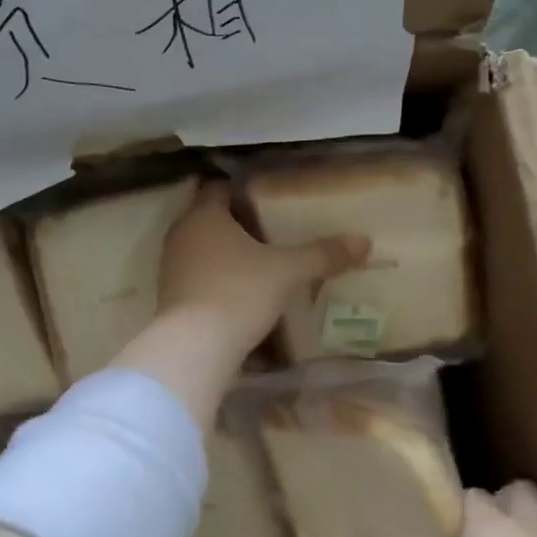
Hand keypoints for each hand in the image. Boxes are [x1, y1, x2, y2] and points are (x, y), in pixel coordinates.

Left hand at [159, 179, 368, 360]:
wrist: (195, 348)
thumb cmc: (238, 292)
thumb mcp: (287, 271)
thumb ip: (322, 255)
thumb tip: (363, 241)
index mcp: (203, 216)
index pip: (218, 188)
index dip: (242, 190)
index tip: (269, 198)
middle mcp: (182, 236)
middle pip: (211, 221)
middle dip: (239, 226)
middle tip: (274, 232)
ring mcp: (172, 270)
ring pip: (205, 253)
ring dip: (229, 258)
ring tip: (264, 266)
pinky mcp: (173, 301)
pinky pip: (201, 282)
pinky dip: (221, 284)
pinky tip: (246, 297)